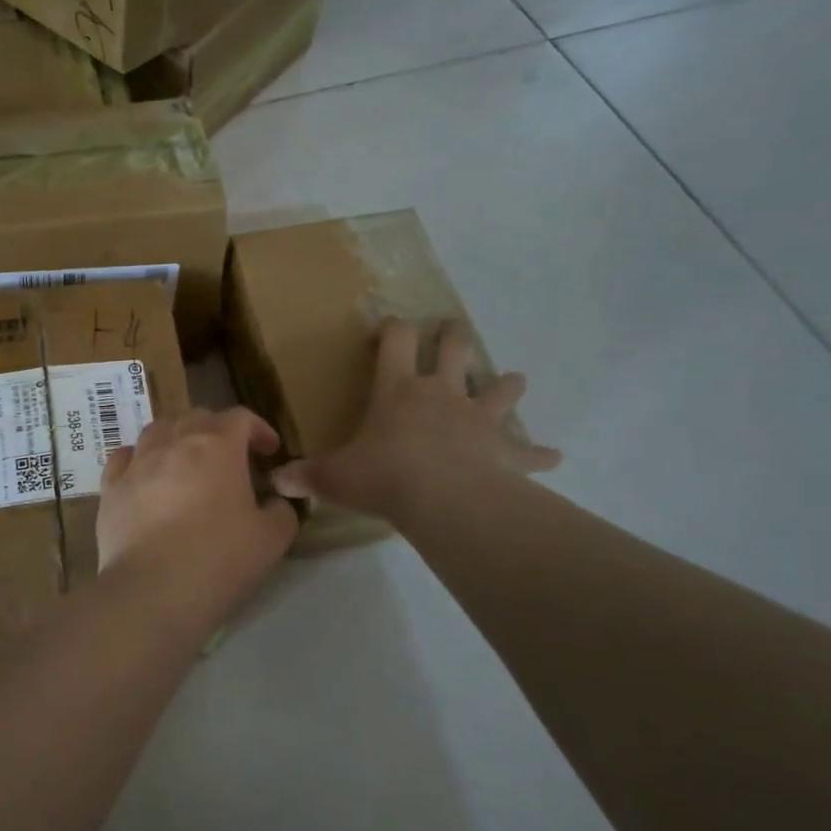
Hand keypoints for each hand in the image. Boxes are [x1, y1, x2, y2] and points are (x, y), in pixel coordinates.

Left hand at [98, 407, 297, 613]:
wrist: (153, 591)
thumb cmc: (219, 559)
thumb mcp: (271, 539)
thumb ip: (281, 512)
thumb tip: (274, 504)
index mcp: (217, 446)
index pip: (240, 418)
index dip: (258, 429)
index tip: (269, 451)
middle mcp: (173, 442)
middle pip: (196, 418)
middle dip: (217, 430)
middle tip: (230, 457)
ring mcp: (137, 463)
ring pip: (157, 430)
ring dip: (177, 437)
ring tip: (185, 460)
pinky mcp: (110, 488)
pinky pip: (123, 458)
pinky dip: (139, 459)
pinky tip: (145, 475)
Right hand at [273, 320, 560, 524]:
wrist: (444, 501)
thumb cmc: (384, 477)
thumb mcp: (334, 478)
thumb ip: (305, 477)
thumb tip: (275, 482)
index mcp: (399, 390)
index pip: (396, 341)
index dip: (392, 329)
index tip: (386, 330)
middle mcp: (442, 394)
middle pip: (456, 348)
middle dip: (454, 337)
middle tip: (453, 332)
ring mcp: (478, 419)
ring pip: (501, 388)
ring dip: (506, 384)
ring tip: (512, 381)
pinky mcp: (505, 450)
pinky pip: (528, 451)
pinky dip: (540, 454)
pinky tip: (555, 457)